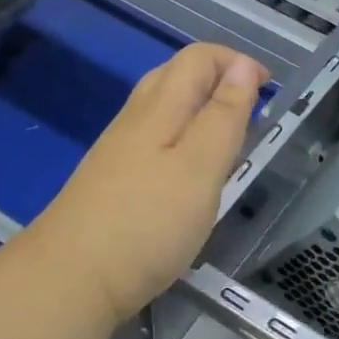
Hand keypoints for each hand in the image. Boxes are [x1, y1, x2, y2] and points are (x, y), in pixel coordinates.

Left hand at [31, 43, 268, 321]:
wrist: (69, 280)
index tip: (269, 90)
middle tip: (250, 113)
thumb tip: (242, 67)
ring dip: (200, 109)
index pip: (198, 58)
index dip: (236, 62)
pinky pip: (153, 137)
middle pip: (176, 75)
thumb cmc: (148, 223)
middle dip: (218, 79)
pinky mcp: (111, 178)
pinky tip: (189, 173)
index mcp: (160, 108)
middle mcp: (135, 119)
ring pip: (162, 107)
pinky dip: (182, 137)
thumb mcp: (200, 168)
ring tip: (227, 143)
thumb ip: (224, 116)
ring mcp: (118, 149)